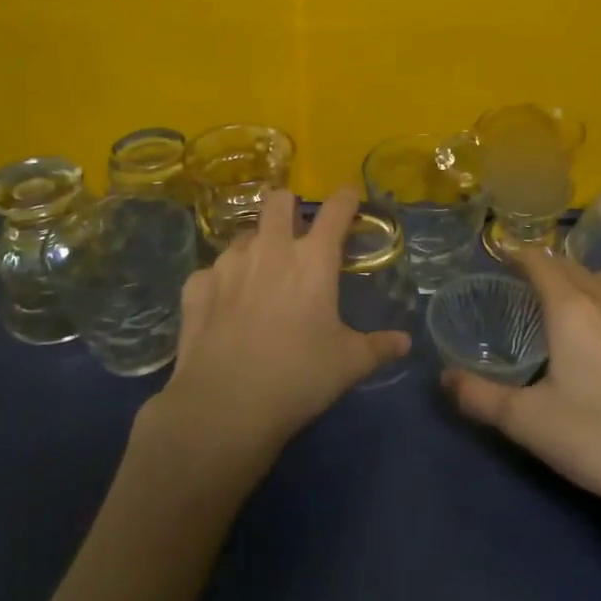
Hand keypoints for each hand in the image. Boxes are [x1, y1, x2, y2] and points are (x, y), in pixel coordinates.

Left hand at [139, 187, 409, 478]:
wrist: (224, 405)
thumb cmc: (298, 377)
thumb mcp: (348, 364)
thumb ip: (379, 346)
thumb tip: (404, 342)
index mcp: (313, 259)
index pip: (336, 209)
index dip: (346, 197)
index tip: (350, 195)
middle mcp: (270, 248)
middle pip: (278, 200)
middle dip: (289, 206)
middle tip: (295, 231)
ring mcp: (228, 263)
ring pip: (244, 234)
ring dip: (256, 246)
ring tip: (259, 275)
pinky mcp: (196, 284)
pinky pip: (212, 270)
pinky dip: (222, 281)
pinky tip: (224, 306)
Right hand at [444, 250, 600, 536]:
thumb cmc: (597, 439)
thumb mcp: (526, 422)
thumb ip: (479, 397)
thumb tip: (445, 378)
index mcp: (572, 309)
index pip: (541, 262)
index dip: (519, 254)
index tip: (502, 256)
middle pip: (575, 267)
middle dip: (549, 267)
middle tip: (527, 283)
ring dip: (586, 282)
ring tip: (572, 305)